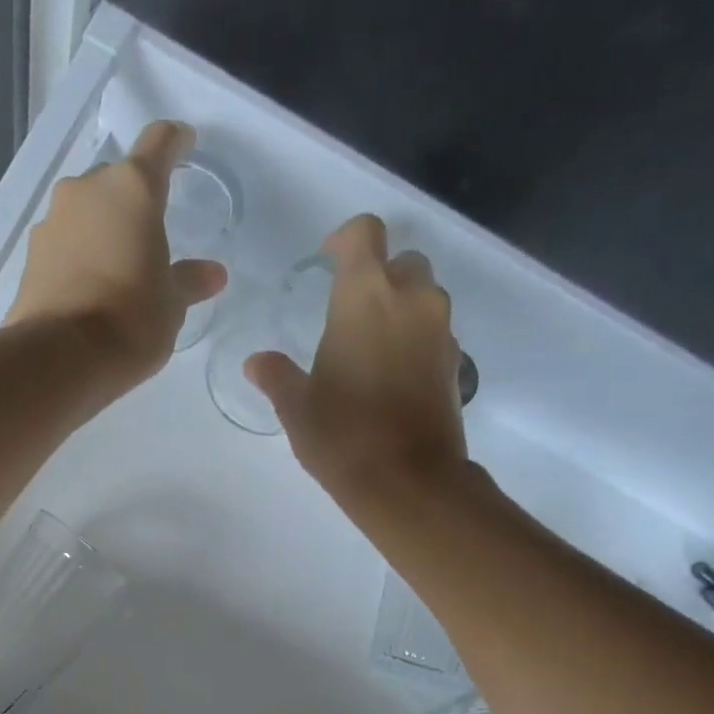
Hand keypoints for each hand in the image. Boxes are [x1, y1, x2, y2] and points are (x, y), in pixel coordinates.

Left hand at [6, 121, 228, 383]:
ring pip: (86, 212)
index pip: (159, 144)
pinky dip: (79, 255)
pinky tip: (90, 288)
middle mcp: (87, 190)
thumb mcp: (171, 305)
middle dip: (133, 202)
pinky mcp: (30, 255)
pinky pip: (64, 243)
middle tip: (149, 237)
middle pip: (117, 181)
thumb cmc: (131, 321)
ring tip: (118, 269)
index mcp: (133, 189)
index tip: (184, 144)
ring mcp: (52, 220)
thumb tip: (213, 273)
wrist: (60, 357)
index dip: (175, 142)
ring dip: (102, 230)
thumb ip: (189, 281)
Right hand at [247, 214, 471, 503]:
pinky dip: (416, 338)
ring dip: (400, 306)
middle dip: (378, 275)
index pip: (365, 233)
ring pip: (424, 295)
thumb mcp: (296, 406)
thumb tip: (257, 362)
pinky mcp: (456, 361)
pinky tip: (392, 374)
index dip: (345, 240)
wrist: (408, 481)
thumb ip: (276, 376)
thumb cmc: (342, 434)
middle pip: (402, 261)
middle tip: (349, 311)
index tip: (327, 263)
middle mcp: (411, 299)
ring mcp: (440, 330)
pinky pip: (435, 331)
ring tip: (370, 344)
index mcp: (366, 295)